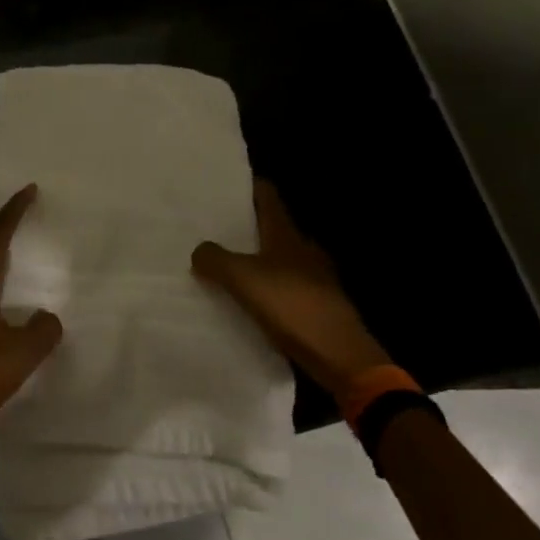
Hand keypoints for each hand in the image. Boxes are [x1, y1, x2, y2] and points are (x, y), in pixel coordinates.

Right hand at [192, 179, 392, 396]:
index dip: (250, 188)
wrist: (339, 355)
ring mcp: (316, 278)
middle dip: (248, 226)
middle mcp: (304, 250)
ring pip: (280, 259)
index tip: (227, 184)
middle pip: (274, 228)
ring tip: (227, 266)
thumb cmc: (292, 305)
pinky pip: (285, 288)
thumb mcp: (243, 279)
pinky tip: (251, 301)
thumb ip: (215, 260)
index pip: (269, 198)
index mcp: (287, 235)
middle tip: (216, 228)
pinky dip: (268, 288)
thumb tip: (199, 250)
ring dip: (257, 259)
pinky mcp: (318, 306)